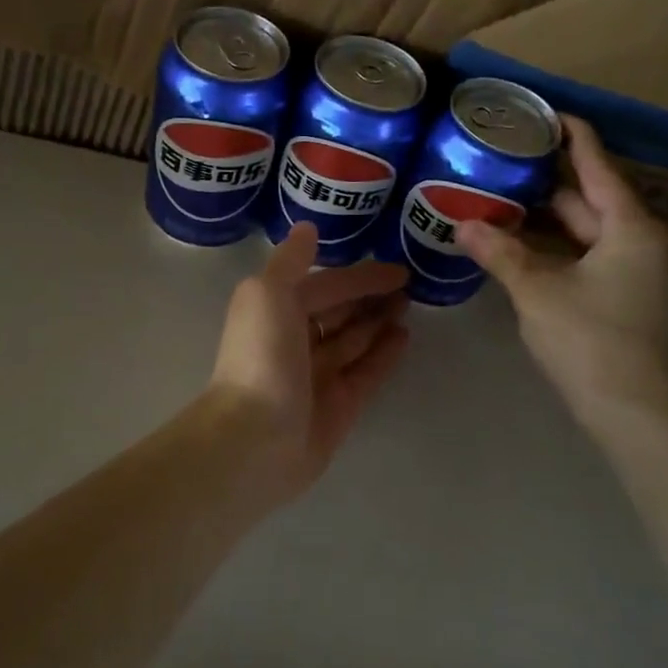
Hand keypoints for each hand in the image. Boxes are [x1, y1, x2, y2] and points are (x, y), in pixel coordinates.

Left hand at [206, 223, 409, 503]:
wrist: (256, 438)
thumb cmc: (261, 358)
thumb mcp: (267, 294)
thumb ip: (289, 261)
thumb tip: (307, 228)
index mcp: (275, 310)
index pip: (324, 285)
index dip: (358, 275)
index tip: (397, 268)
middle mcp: (295, 340)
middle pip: (338, 311)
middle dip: (369, 296)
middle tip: (410, 284)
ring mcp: (317, 375)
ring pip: (353, 340)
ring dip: (378, 320)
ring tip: (411, 304)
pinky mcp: (338, 405)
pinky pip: (365, 371)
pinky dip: (383, 353)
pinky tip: (405, 336)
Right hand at [455, 115, 667, 436]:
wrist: (632, 409)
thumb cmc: (590, 339)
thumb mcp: (538, 291)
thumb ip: (501, 254)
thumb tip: (462, 225)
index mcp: (630, 229)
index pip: (599, 167)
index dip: (573, 137)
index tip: (546, 114)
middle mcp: (640, 243)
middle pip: (591, 199)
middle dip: (550, 181)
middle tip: (506, 159)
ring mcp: (635, 273)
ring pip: (587, 232)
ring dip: (548, 218)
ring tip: (503, 197)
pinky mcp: (624, 298)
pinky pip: (587, 256)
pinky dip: (556, 247)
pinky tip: (521, 246)